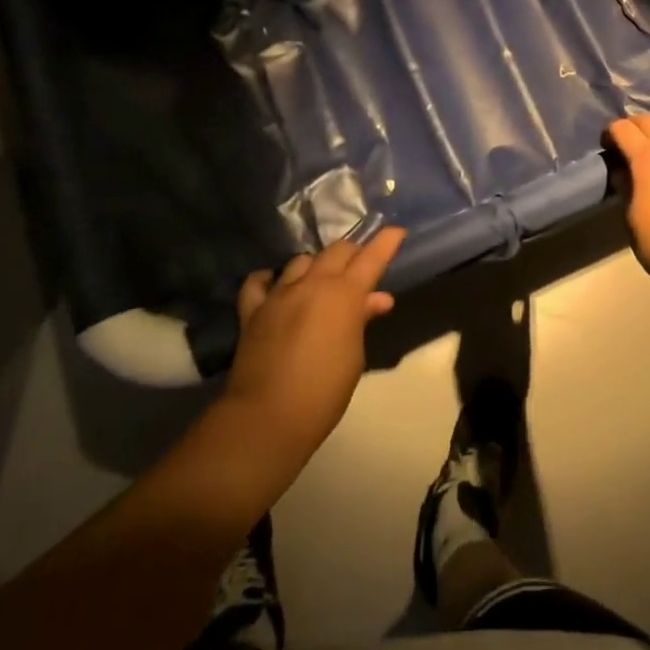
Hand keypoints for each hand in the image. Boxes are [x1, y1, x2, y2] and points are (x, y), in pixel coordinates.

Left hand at [224, 228, 404, 461]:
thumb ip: (362, 320)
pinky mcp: (252, 311)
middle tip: (361, 263)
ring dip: (316, 265)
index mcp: (345, 295)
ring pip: (301, 261)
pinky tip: (274, 284)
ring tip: (321, 278)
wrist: (268, 417)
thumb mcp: (354, 356)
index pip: (371, 258)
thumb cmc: (324, 392)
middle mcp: (313, 284)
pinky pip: (258, 283)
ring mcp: (280, 295)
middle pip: (337, 251)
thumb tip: (377, 299)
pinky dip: (268, 279)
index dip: (386, 242)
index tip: (397, 231)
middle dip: (353, 252)